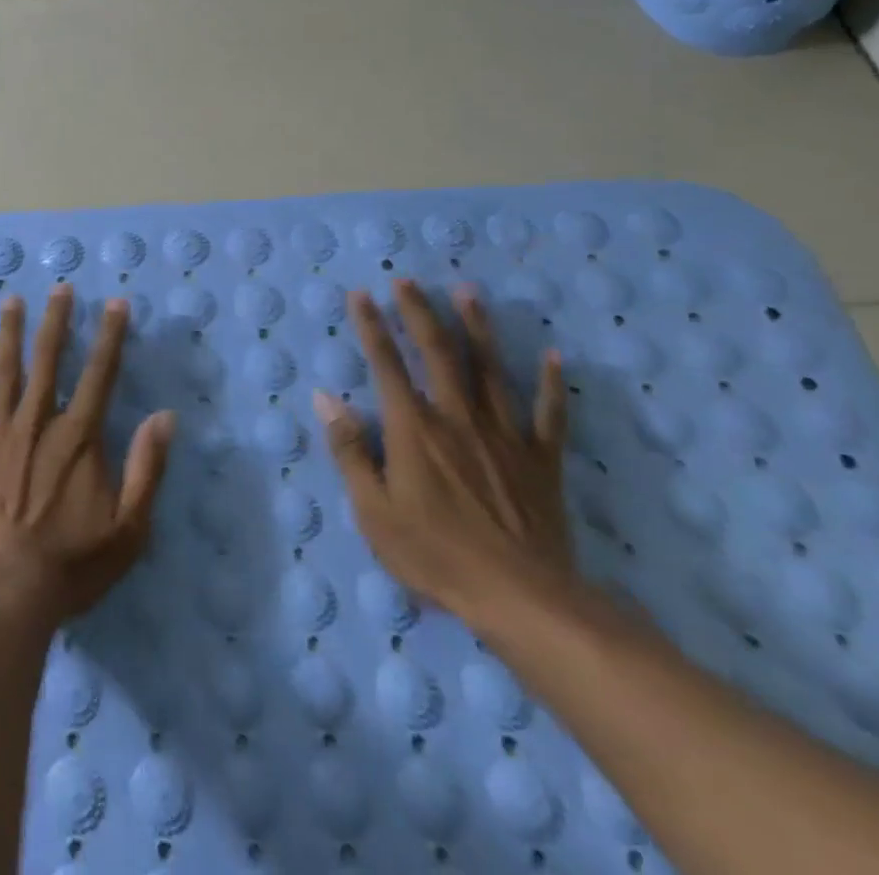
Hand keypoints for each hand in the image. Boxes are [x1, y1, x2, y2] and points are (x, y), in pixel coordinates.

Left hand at [0, 286, 176, 623]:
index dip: (110, 337)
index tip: (115, 303)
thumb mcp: (128, 528)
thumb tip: (166, 417)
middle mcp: (36, 424)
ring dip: (8, 335)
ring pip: (2, 373)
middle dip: (56, 321)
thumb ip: (147, 468)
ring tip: (10, 302)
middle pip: (47, 361)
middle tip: (59, 288)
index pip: (100, 375)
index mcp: (77, 438)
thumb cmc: (71, 564)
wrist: (3, 593)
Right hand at [314, 279, 574, 632]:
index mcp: (413, 428)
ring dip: (478, 328)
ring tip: (468, 292)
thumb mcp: (372, 510)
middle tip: (408, 280)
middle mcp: (457, 417)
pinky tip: (554, 356)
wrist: (521, 599)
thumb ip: (348, 450)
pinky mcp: (540, 461)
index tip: (361, 294)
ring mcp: (504, 436)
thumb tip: (324, 398)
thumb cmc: (434, 555)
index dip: (371, 326)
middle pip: (438, 353)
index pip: (386, 364)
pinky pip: (549, 416)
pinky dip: (552, 385)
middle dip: (419, 312)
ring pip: (490, 370)